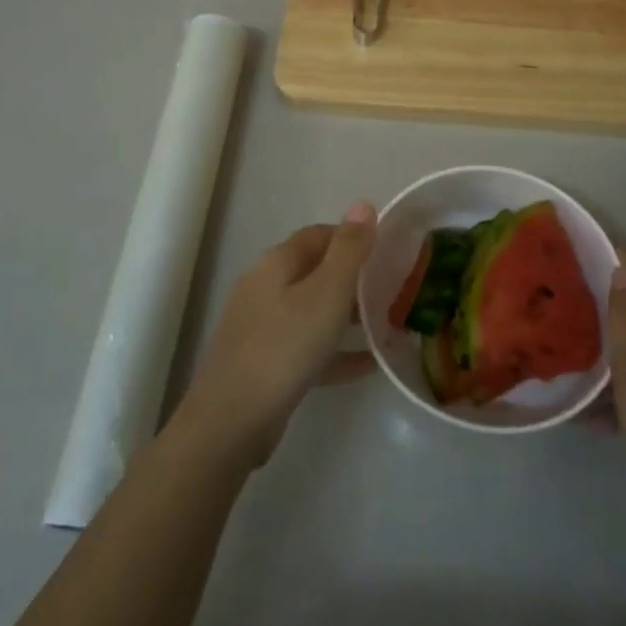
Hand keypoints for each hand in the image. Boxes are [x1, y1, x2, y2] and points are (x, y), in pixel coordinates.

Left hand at [176, 202, 377, 466]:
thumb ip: (349, 250)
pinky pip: (309, 347)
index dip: (352, 237)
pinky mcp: (266, 364)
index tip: (388, 249)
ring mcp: (262, 327)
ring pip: (313, 310)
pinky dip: (337, 350)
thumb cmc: (284, 347)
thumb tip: (364, 204)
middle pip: (315, 271)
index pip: (318, 235)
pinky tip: (370, 362)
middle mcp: (265, 288)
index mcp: (276, 264)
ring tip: (388, 320)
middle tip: (393, 286)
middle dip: (353, 276)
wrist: (231, 421)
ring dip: (347, 314)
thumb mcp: (326, 294)